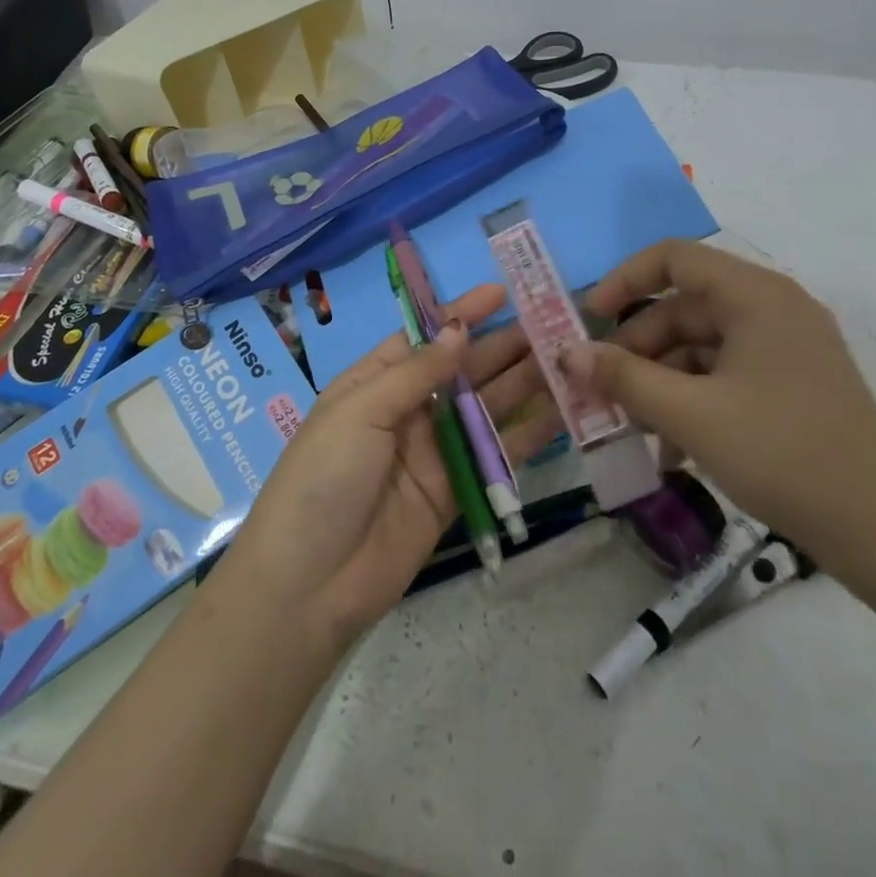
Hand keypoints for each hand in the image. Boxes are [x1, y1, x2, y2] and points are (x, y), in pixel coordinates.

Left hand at [218, 283, 562, 650]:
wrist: (310, 585)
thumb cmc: (323, 478)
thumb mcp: (360, 411)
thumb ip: (415, 373)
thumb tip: (457, 329)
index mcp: (375, 382)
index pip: (424, 336)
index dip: (461, 313)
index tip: (503, 291)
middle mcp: (407, 410)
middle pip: (462, 370)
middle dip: (502, 346)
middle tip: (552, 325)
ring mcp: (432, 451)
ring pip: (485, 408)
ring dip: (521, 383)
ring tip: (565, 360)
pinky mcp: (454, 491)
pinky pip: (494, 455)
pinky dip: (526, 435)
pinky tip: (561, 414)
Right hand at [563, 239, 875, 588]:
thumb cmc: (784, 455)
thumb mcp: (691, 416)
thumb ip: (623, 378)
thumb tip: (566, 353)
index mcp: (756, 296)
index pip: (674, 258)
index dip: (623, 281)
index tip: (588, 320)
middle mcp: (772, 309)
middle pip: (683, 309)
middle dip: (637, 350)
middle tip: (601, 390)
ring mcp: (785, 349)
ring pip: (700, 348)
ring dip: (660, 383)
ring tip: (632, 430)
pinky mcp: (791, 385)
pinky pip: (724, 376)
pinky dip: (691, 402)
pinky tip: (671, 451)